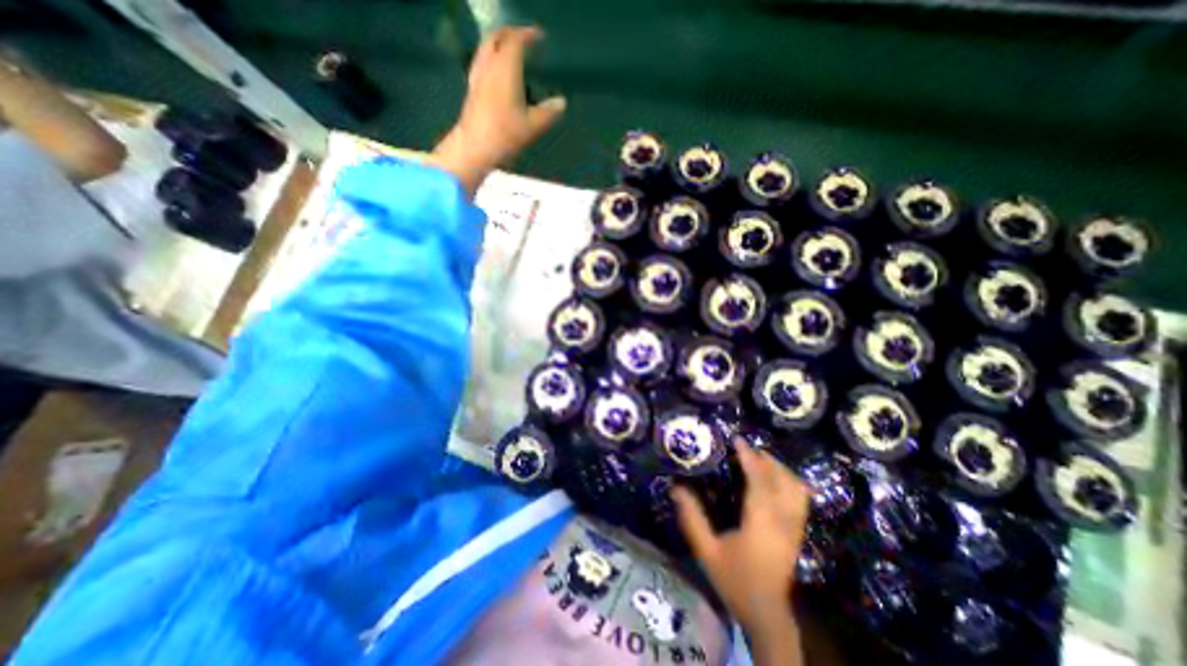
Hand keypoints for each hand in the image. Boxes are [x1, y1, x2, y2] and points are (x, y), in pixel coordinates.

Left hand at [433, 26, 564, 198]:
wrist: (475, 146)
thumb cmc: (506, 134)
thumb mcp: (533, 125)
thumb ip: (548, 112)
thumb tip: (562, 102)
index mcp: (506, 68)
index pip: (516, 41)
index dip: (528, 35)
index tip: (540, 37)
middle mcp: (489, 65)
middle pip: (497, 37)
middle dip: (511, 34)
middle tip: (525, 40)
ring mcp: (477, 75)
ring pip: (487, 48)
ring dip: (499, 44)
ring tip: (512, 53)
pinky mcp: (472, 87)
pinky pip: (482, 61)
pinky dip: (492, 57)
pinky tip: (498, 72)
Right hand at [671, 441, 810, 650]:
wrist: (767, 614)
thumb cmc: (735, 581)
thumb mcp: (707, 550)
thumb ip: (692, 518)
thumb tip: (675, 487)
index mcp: (760, 522)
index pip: (759, 480)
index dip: (749, 457)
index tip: (737, 440)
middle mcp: (783, 520)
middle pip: (782, 478)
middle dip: (765, 459)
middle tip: (745, 449)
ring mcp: (795, 526)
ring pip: (796, 486)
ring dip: (779, 469)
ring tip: (759, 461)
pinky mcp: (798, 532)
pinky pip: (801, 498)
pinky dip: (789, 482)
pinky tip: (774, 481)